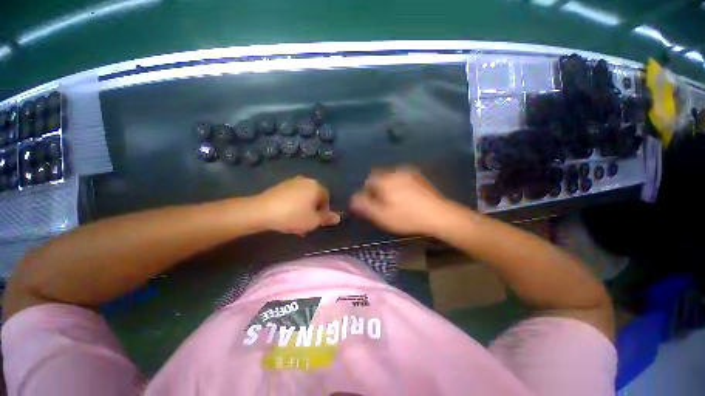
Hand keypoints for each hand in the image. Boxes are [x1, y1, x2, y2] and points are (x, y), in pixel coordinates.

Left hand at [255, 176, 340, 234]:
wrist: (262, 211)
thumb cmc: (292, 216)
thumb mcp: (313, 221)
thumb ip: (327, 218)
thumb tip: (338, 217)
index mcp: (316, 186)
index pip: (327, 198)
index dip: (324, 210)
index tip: (317, 221)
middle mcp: (306, 180)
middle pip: (315, 196)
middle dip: (313, 209)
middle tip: (307, 221)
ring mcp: (292, 181)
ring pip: (304, 196)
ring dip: (303, 207)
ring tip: (296, 220)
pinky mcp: (281, 185)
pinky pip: (293, 195)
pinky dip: (294, 204)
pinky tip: (287, 214)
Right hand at [350, 167, 458, 235]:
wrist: (439, 215)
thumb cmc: (407, 217)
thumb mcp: (382, 216)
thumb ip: (364, 206)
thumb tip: (352, 199)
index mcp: (384, 180)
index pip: (368, 182)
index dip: (368, 193)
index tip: (373, 205)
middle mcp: (395, 171)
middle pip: (379, 177)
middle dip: (378, 189)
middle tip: (384, 204)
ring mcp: (408, 172)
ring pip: (391, 177)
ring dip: (389, 186)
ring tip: (395, 201)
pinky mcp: (419, 176)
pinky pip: (402, 177)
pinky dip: (399, 185)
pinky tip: (406, 197)